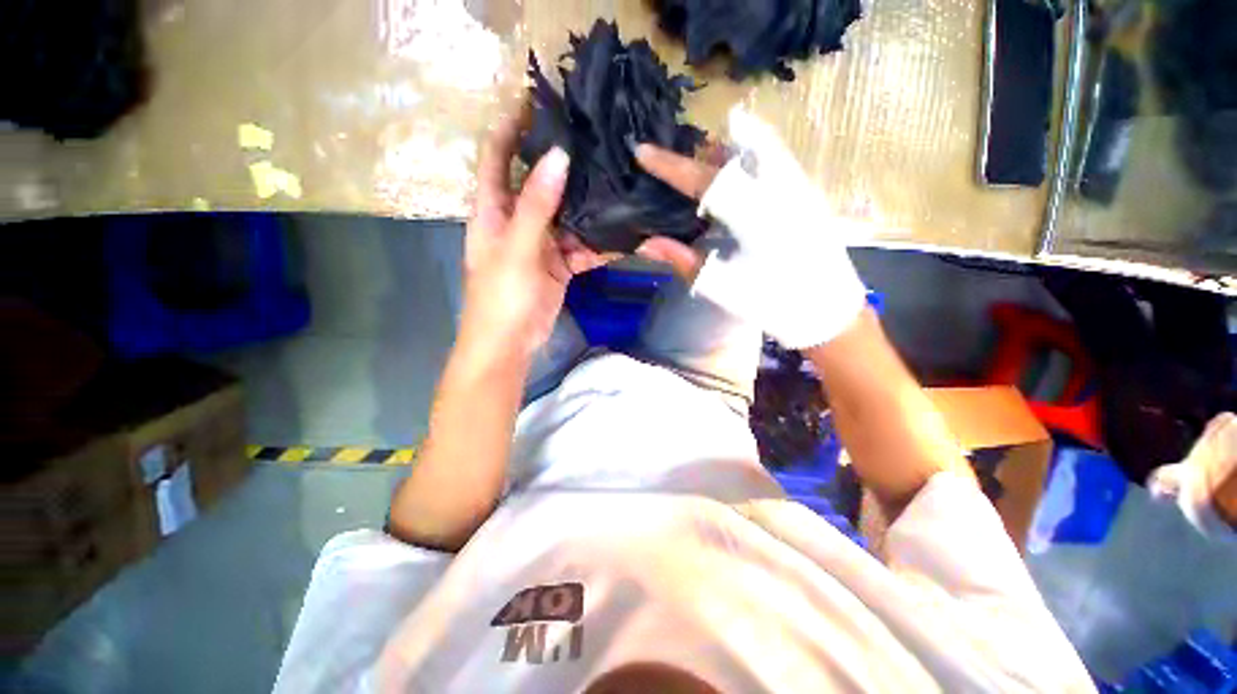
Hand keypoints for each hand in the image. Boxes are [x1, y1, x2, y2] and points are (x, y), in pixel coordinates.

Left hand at [463, 108, 617, 362]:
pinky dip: (600, 244)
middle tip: (595, 139)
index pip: (497, 157)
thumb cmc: (501, 296)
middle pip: (540, 184)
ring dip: (590, 206)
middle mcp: (518, 221)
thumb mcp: (517, 247)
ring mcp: (542, 244)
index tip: (537, 101)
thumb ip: (537, 205)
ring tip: (619, 182)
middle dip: (563, 164)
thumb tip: (558, 156)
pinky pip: (583, 248)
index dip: (511, 127)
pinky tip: (624, 233)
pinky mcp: (560, 265)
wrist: (510, 344)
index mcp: (494, 210)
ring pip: (568, 217)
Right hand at [635, 107, 866, 349]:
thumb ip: (682, 260)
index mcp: (755, 220)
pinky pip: (776, 156)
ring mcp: (799, 186)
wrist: (826, 310)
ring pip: (760, 145)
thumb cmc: (772, 303)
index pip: (704, 181)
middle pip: (734, 149)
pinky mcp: (809, 190)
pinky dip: (751, 153)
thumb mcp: (721, 287)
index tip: (642, 151)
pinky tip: (738, 173)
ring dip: (727, 149)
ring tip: (706, 167)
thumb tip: (646, 243)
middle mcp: (780, 192)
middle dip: (701, 152)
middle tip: (678, 166)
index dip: (670, 166)